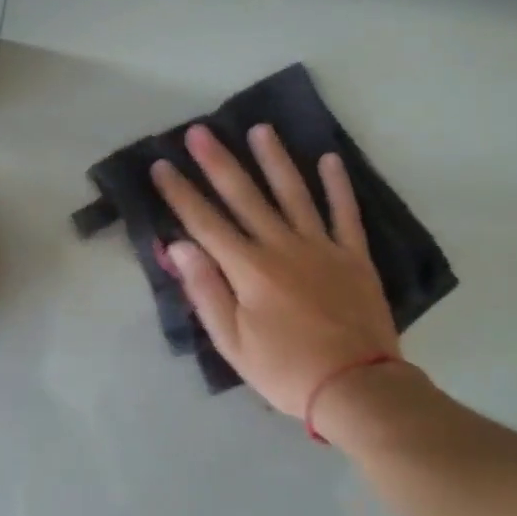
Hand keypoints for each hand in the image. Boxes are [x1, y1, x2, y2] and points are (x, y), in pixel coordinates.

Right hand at [151, 123, 398, 418]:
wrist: (355, 386)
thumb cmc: (285, 370)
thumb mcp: (232, 342)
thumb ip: (205, 290)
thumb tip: (177, 246)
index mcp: (249, 269)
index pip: (205, 223)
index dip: (180, 193)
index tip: (161, 166)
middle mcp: (282, 246)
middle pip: (245, 197)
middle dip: (218, 163)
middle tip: (200, 131)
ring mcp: (322, 246)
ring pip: (294, 193)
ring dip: (275, 159)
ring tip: (261, 129)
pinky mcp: (354, 256)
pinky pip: (345, 212)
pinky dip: (338, 185)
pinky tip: (329, 159)